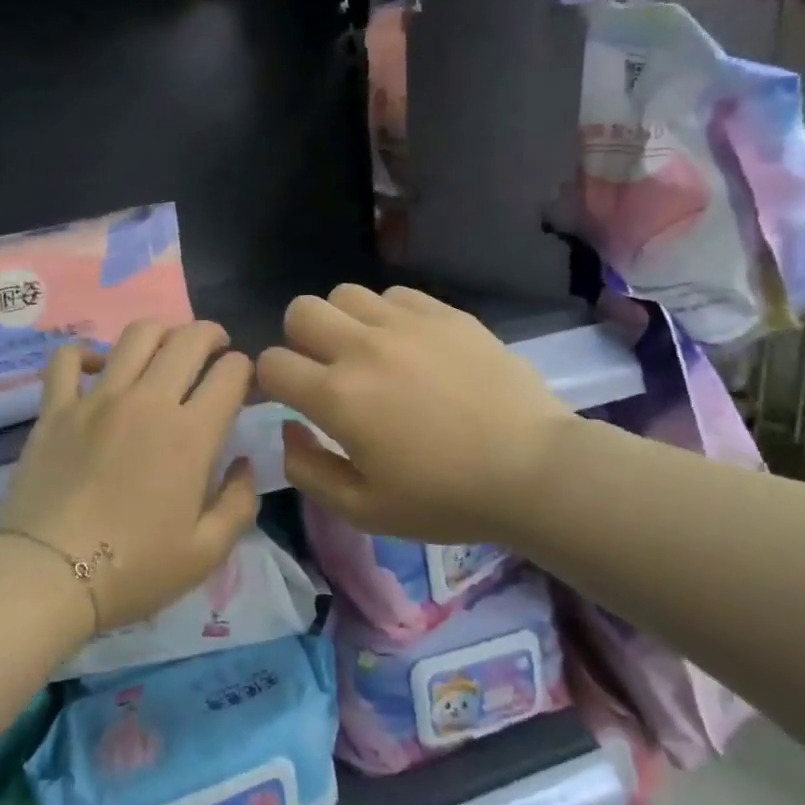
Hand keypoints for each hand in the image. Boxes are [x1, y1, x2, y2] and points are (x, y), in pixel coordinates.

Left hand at [0, 320, 258, 633]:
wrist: (47, 577)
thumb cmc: (133, 569)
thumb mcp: (206, 552)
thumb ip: (240, 503)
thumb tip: (245, 463)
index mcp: (191, 434)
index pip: (231, 374)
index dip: (245, 370)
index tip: (243, 385)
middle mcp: (148, 401)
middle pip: (188, 339)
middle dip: (212, 336)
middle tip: (215, 350)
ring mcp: (97, 398)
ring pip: (136, 336)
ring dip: (161, 331)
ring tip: (166, 348)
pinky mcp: (55, 408)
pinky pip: (68, 358)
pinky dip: (85, 352)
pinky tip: (97, 366)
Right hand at [256, 285, 574, 545]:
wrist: (534, 472)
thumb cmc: (445, 499)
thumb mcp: (363, 510)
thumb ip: (308, 470)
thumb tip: (288, 429)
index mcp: (338, 396)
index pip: (271, 363)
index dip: (271, 382)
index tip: (291, 398)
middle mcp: (363, 348)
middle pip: (300, 310)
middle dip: (299, 339)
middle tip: (326, 370)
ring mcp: (407, 324)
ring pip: (345, 294)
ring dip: (343, 322)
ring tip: (368, 353)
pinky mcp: (445, 314)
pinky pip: (394, 294)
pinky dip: (387, 315)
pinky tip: (409, 346)